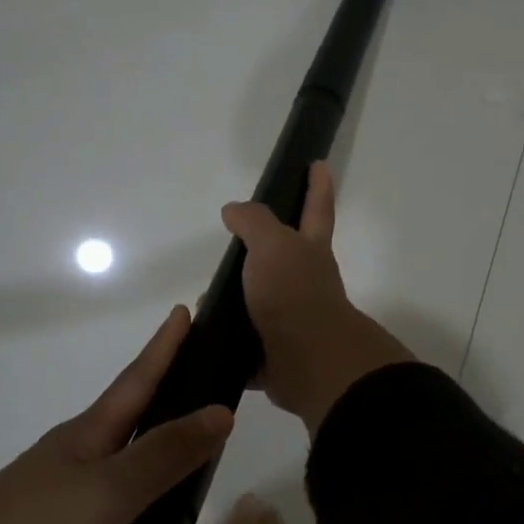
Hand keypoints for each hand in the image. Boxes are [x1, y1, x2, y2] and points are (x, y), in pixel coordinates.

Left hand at [0, 306, 229, 523]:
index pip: (140, 379)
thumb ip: (166, 454)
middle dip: (185, 487)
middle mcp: (83, 465)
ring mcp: (68, 511)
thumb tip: (221, 412)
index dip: (166, 347)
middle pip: (151, 458)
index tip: (187, 311)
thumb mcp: (108, 492)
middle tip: (205, 517)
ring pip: (139, 517)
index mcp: (91, 437)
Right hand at [221, 161, 411, 432]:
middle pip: (285, 259)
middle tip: (232, 246)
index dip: (317, 186)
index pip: (316, 208)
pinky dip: (230, 342)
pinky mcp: (276, 353)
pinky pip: (247, 344)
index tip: (319, 163)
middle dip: (263, 252)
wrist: (308, 360)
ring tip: (204, 300)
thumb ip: (254, 222)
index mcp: (309, 251)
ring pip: (260, 303)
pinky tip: (207, 337)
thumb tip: (234, 211)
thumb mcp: (272, 244)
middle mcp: (305, 283)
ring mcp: (292, 319)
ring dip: (235, 301)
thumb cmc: (293, 292)